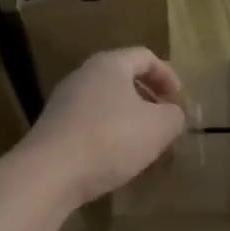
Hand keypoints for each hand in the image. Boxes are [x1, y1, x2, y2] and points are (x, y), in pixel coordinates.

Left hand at [24, 48, 186, 207]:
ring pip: (107, 104)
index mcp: (110, 64)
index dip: (168, 77)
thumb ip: (174, 116)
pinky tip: (118, 161)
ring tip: (145, 147)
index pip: (146, 57)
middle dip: (150, 101)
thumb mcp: (159, 127)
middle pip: (124, 79)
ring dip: (130, 121)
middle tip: (166, 124)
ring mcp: (64, 102)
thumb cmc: (111, 139)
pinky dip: (109, 136)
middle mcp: (84, 75)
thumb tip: (172, 114)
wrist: (49, 173)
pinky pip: (90, 124)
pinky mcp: (54, 129)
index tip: (180, 102)